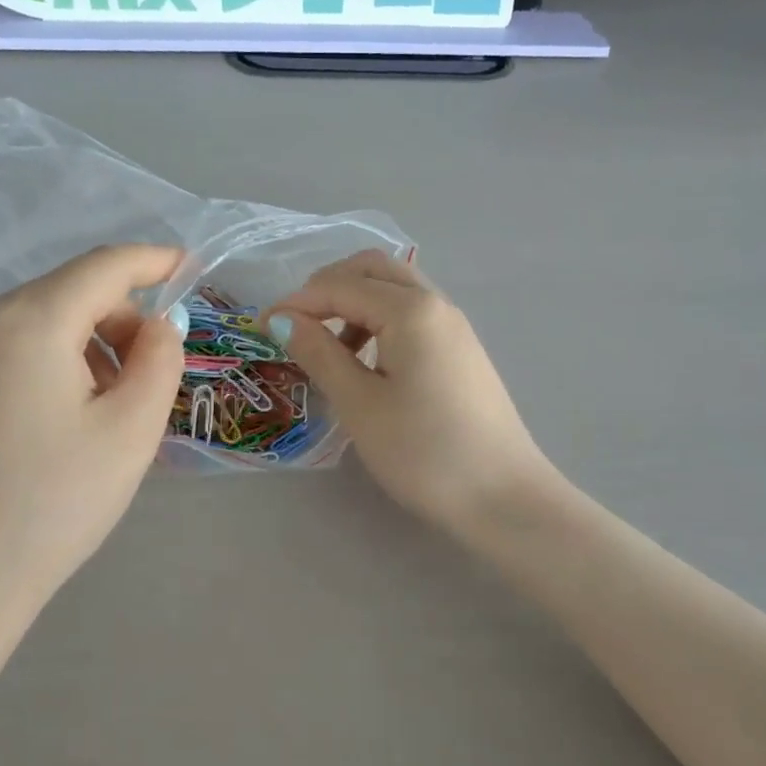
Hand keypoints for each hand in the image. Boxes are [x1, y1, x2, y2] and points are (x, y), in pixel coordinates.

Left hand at [0, 245, 184, 673]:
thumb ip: (160, 361)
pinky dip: (59, 366)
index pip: (104, 266)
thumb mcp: (130, 429)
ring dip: (94, 347)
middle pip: (72, 293)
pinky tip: (69, 424)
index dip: (153, 261)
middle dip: (125, 319)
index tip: (191, 267)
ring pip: (44, 325)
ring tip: (115, 411)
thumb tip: (159, 325)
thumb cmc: (51, 502)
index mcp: (30, 321)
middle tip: (156, 377)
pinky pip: (16, 354)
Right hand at [269, 251, 559, 532]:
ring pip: (396, 291)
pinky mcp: (462, 352)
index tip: (261, 329)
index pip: (341, 285)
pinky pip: (413, 316)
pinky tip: (367, 363)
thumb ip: (320, 353)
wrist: (504, 496)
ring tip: (330, 349)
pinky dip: (380, 323)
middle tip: (298, 325)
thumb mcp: (360, 405)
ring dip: (355, 303)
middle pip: (374, 269)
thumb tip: (284, 320)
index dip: (297, 302)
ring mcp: (455, 327)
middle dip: (328, 287)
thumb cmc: (424, 452)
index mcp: (411, 310)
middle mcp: (437, 304)